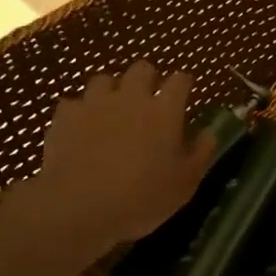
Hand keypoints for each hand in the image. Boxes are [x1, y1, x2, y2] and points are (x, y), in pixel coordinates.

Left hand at [24, 59, 215, 253]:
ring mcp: (95, 103)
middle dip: (147, 79)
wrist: (79, 206)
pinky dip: (79, 113)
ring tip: (111, 112)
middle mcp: (131, 97)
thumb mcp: (184, 184)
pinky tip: (80, 130)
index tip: (184, 95)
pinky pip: (73, 103)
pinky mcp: (66, 116)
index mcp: (164, 111)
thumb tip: (209, 132)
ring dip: (111, 91)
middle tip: (148, 101)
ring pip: (104, 79)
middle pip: (142, 68)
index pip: (180, 80)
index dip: (183, 84)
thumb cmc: (141, 198)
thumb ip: (201, 153)